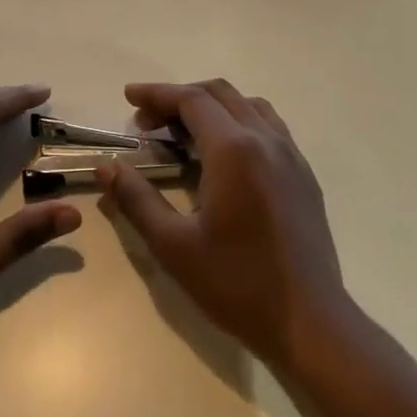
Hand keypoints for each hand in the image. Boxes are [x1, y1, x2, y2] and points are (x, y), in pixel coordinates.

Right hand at [97, 79, 349, 369]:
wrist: (310, 323)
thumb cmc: (237, 284)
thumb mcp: (174, 246)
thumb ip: (136, 199)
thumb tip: (106, 166)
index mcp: (234, 150)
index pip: (191, 100)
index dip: (157, 94)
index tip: (128, 97)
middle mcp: (265, 140)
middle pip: (219, 94)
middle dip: (179, 98)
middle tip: (148, 123)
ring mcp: (290, 155)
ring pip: (247, 105)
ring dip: (211, 106)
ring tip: (183, 134)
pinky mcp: (304, 174)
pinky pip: (268, 126)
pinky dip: (238, 121)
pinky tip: (223, 155)